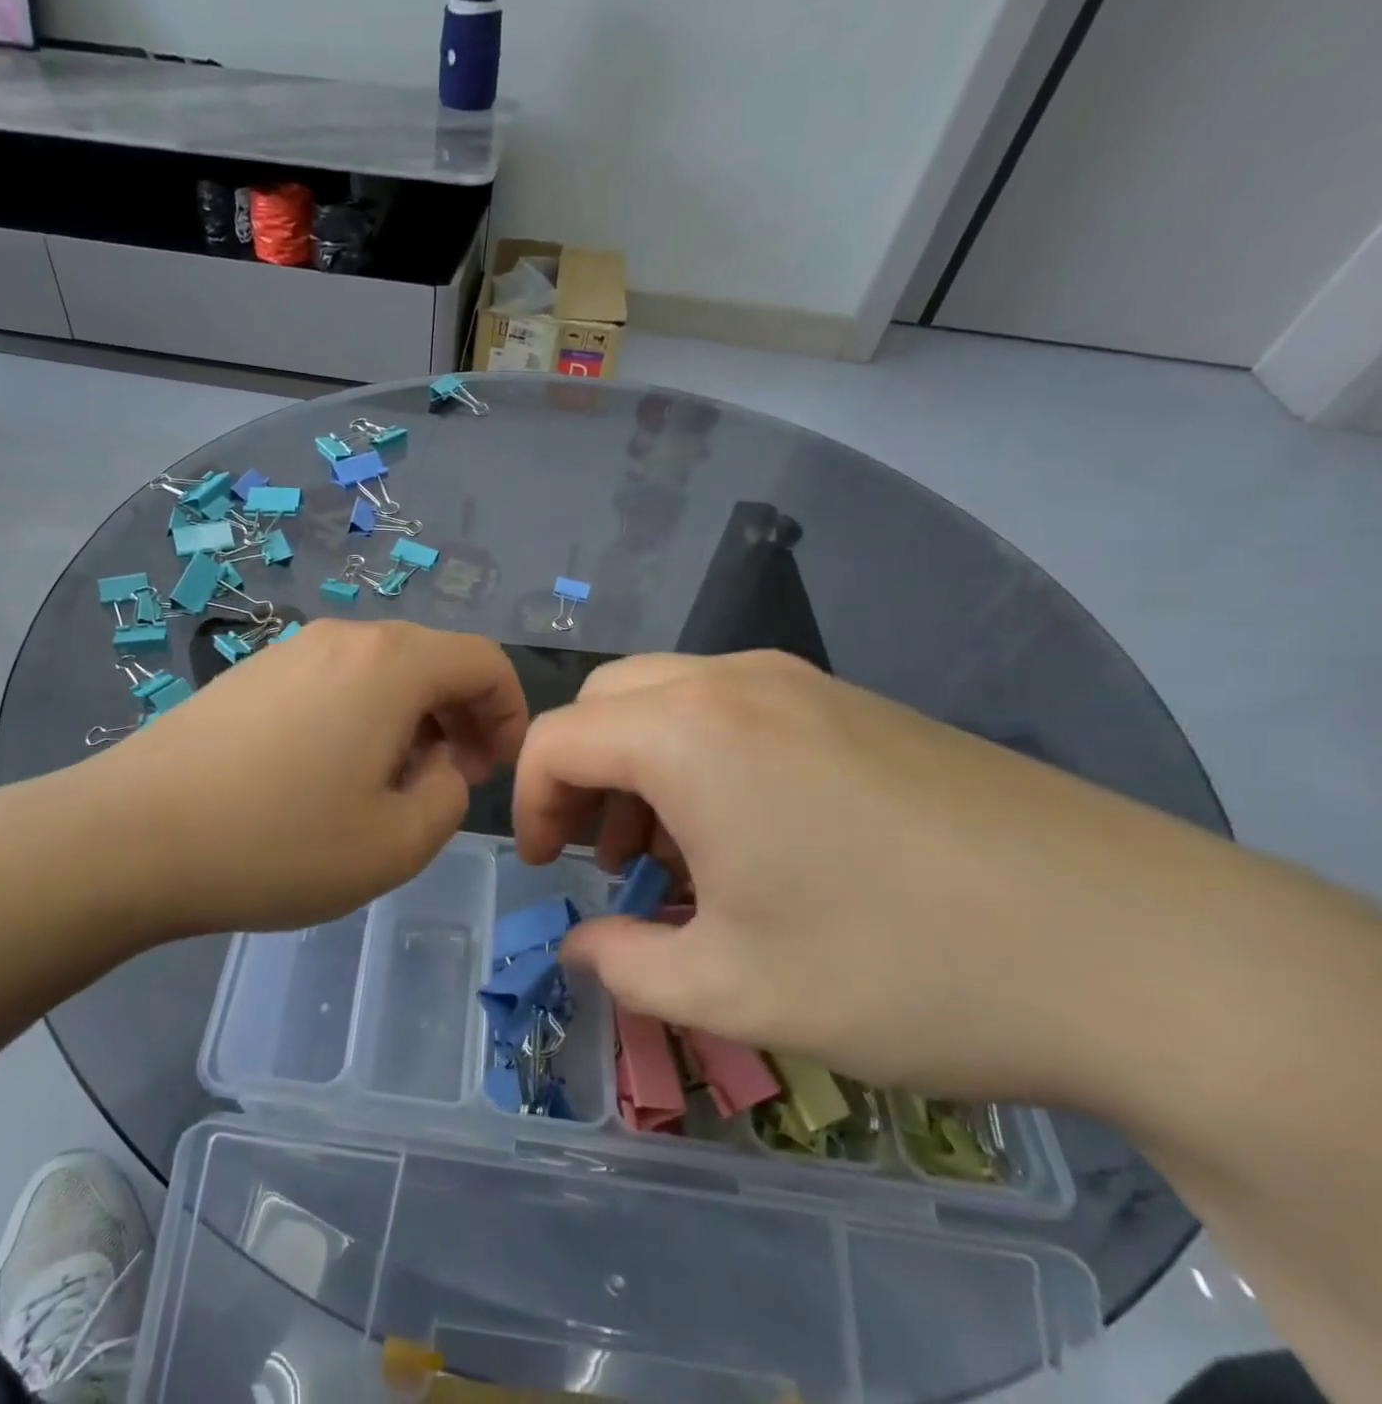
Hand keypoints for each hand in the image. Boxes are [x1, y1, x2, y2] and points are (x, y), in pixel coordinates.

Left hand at [82, 620, 527, 937]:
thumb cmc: (277, 843)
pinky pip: (335, 681)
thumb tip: (444, 764)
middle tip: (452, 780)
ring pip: (382, 671)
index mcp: (391, 664)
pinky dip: (362, 716)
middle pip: (432, 659)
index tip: (495, 769)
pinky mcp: (252, 673)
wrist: (129, 837)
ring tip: (391, 785)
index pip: (483, 661)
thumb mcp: (396, 843)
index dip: (509, 711)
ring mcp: (291, 649)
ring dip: (411, 719)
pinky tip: (330, 775)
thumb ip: (450, 796)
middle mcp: (345, 637)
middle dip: (462, 717)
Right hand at [510, 649, 1248, 1105]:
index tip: (547, 868)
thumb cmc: (900, 968)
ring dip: (641, 765)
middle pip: (608, 701)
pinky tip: (749, 834)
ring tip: (673, 854)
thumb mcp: (730, 988)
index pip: (557, 737)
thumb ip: (623, 965)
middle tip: (600, 853)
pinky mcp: (856, 704)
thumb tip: (577, 949)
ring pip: (671, 698)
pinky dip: (702, 757)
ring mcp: (804, 684)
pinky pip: (735, 708)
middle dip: (581, 773)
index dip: (529, 802)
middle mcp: (735, 682)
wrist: (1143, 952)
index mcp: (689, 733)